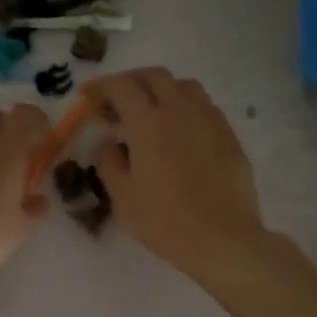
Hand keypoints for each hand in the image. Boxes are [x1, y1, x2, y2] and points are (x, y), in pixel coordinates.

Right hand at [87, 68, 265, 286]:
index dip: (101, 87)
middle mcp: (180, 110)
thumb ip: (109, 163)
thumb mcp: (123, 197)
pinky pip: (203, 106)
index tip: (87, 96)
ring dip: (160, 90)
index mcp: (148, 122)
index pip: (121, 87)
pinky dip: (183, 107)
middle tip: (115, 103)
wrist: (223, 239)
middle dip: (130, 82)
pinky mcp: (228, 134)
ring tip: (149, 113)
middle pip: (154, 76)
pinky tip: (178, 131)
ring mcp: (209, 119)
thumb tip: (110, 145)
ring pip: (183, 85)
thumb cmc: (165, 222)